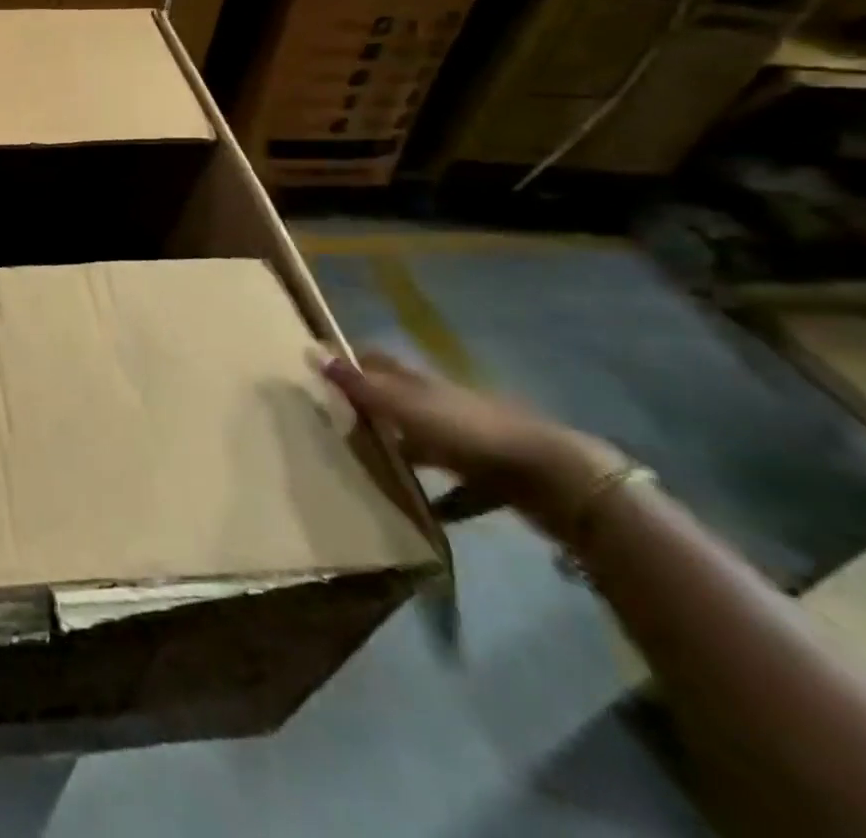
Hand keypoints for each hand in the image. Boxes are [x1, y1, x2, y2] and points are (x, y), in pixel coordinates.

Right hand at [323, 350, 626, 540]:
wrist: (553, 476)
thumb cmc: (468, 432)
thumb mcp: (405, 407)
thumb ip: (360, 386)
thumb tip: (312, 353)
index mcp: (419, 382)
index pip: (376, 361)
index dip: (350, 362)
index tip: (318, 372)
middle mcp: (441, 404)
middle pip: (398, 400)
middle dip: (369, 408)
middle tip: (331, 423)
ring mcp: (468, 440)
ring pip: (424, 441)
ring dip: (400, 450)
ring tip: (365, 468)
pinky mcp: (490, 477)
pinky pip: (456, 486)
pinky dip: (439, 497)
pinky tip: (422, 513)